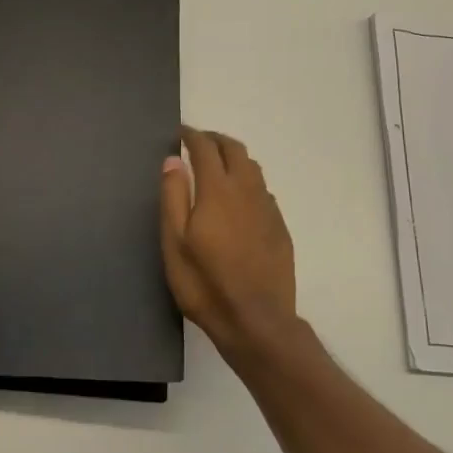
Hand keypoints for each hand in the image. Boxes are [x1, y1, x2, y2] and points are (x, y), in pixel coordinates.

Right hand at [161, 126, 298, 365]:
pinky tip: (239, 197)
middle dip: (216, 139)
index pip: (206, 149)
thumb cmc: (205, 284)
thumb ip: (174, 197)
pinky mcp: (279, 227)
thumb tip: (173, 160)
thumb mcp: (174, 242)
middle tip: (198, 141)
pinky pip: (263, 190)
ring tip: (218, 163)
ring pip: (253, 168)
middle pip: (235, 150)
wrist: (256, 320)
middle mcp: (247, 191)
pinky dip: (248, 180)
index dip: (192, 136)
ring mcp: (267, 209)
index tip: (180, 132)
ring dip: (234, 157)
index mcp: (218, 191)